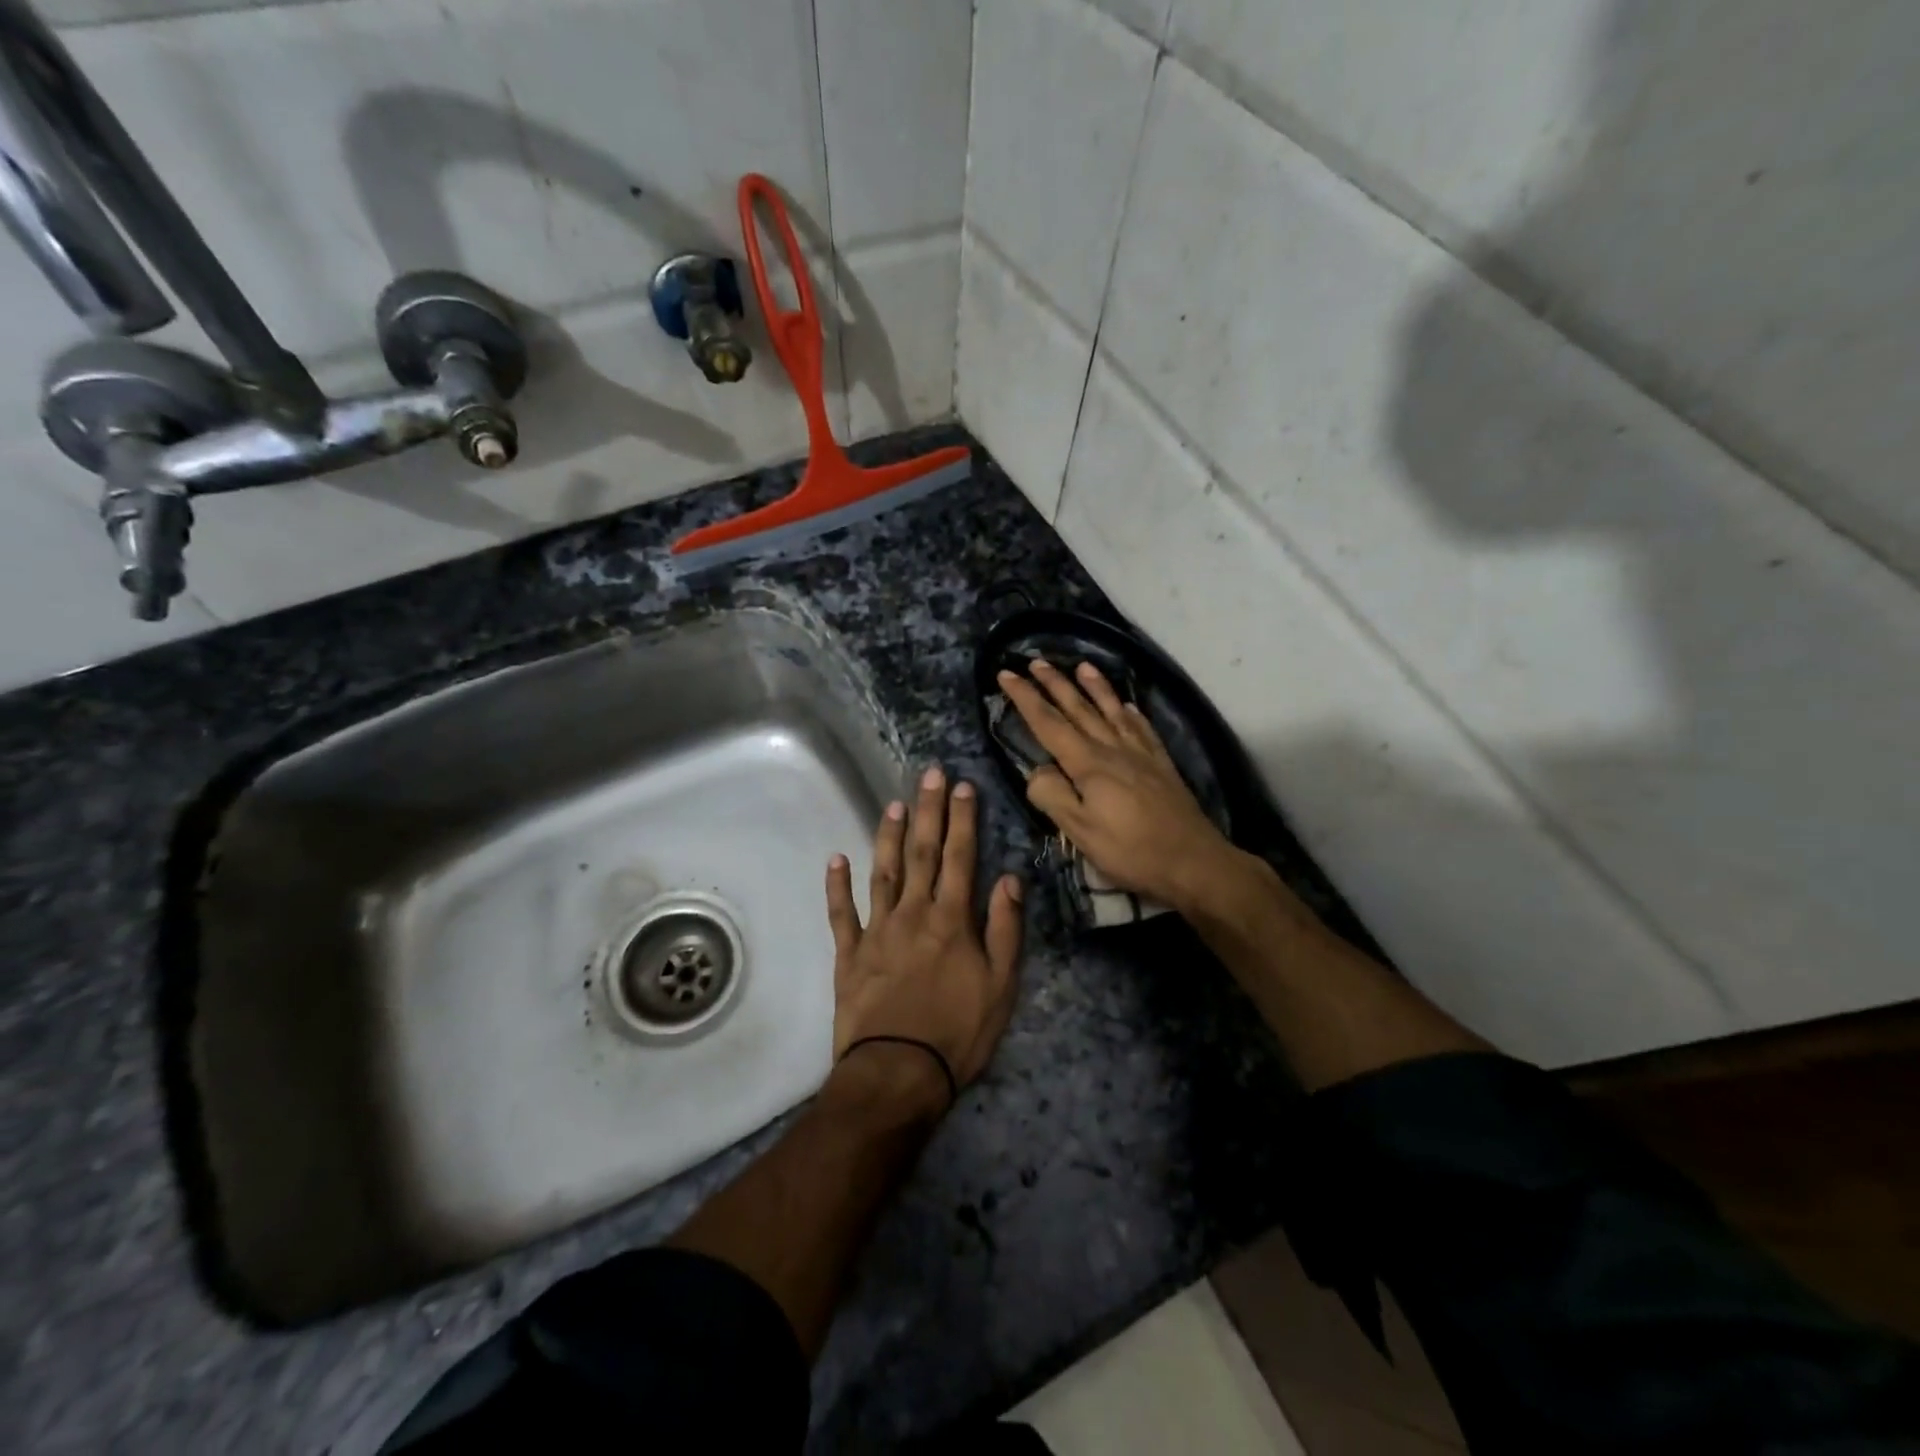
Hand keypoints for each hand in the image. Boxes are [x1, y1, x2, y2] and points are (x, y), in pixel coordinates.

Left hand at [826, 766, 1023, 1106]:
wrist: (897, 1073)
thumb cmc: (958, 1033)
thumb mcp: (1001, 986)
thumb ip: (1005, 929)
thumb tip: (1010, 879)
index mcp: (952, 920)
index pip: (961, 858)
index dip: (962, 820)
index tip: (962, 786)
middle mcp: (914, 913)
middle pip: (922, 853)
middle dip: (928, 811)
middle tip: (928, 774)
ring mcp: (877, 931)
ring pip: (883, 873)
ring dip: (887, 836)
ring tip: (893, 805)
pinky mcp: (850, 954)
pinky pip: (841, 914)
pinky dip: (837, 886)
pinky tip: (835, 859)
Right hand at [997, 660, 1238, 911]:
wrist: (1193, 860)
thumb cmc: (1131, 851)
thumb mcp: (1080, 832)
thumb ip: (1052, 796)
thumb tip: (1036, 770)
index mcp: (1088, 764)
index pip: (1048, 723)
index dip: (1025, 698)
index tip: (1006, 674)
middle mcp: (1113, 749)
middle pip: (1079, 709)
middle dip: (1055, 684)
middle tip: (1036, 661)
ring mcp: (1140, 754)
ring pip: (1112, 711)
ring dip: (1095, 687)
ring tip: (1082, 666)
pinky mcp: (1161, 765)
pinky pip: (1142, 729)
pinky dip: (1131, 713)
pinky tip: (1128, 706)